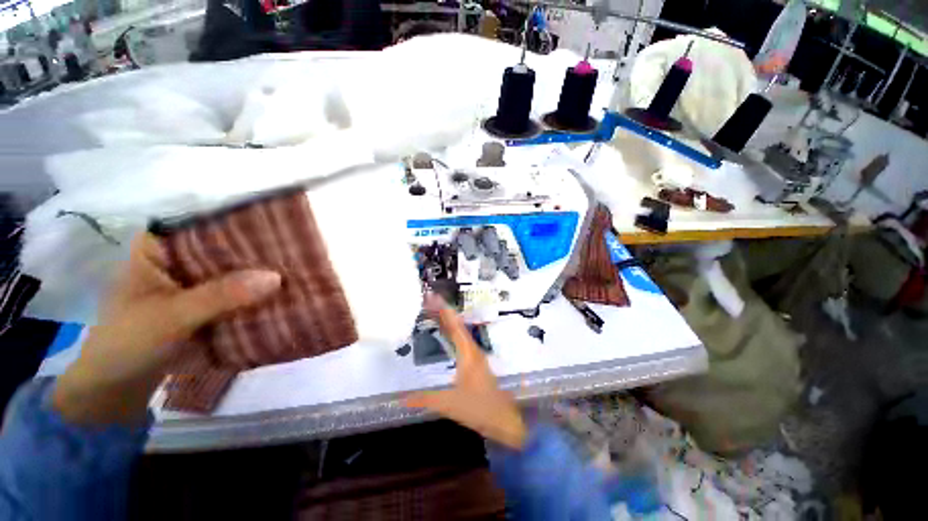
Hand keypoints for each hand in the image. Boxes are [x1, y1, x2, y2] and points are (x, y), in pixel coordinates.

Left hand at [52, 233, 281, 425]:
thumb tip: (276, 277)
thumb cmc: (128, 344)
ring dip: (258, 276)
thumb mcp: (172, 316)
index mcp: (159, 248)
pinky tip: (280, 291)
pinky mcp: (201, 304)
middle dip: (256, 255)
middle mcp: (177, 260)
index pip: (206, 225)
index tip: (279, 230)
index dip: (242, 227)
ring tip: (297, 269)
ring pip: (231, 272)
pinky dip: (253, 294)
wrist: (115, 388)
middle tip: (296, 252)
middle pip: (223, 250)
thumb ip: (221, 295)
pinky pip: (233, 293)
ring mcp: (190, 284)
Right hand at [404, 295, 526, 449]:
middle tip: (427, 301)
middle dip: (442, 312)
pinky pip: (460, 341)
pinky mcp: (475, 364)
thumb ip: (424, 399)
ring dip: (447, 321)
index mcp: (467, 353)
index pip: (454, 325)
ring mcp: (475, 356)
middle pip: (456, 325)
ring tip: (432, 312)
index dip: (443, 310)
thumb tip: (400, 398)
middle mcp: (472, 350)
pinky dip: (451, 333)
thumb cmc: (478, 408)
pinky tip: (445, 334)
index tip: (433, 297)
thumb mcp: (449, 404)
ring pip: (459, 332)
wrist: (503, 420)